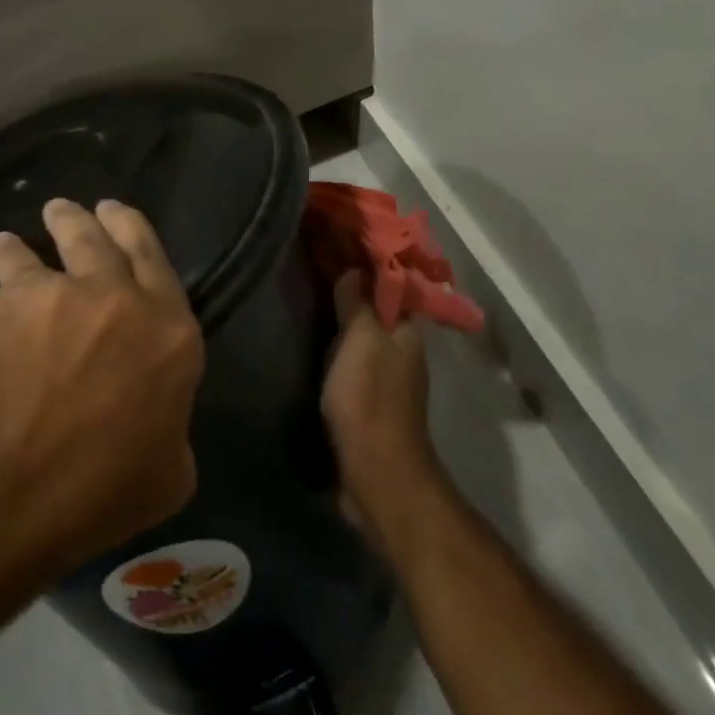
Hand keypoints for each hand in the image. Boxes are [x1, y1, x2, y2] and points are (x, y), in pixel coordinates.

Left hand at [0, 198, 205, 578]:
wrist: (3, 497)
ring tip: (6, 246)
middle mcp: (106, 298)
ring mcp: (41, 300)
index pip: (152, 255)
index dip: (131, 227)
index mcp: (163, 328)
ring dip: (15, 250)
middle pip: (90, 237)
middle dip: (75, 218)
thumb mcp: (169, 474)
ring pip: (26, 257)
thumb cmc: (99, 493)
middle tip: (60, 210)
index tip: (112, 210)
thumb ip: (168, 426)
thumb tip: (148, 416)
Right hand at [322, 271, 445, 541]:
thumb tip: (354, 268)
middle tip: (313, 265)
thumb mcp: (360, 341)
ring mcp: (386, 379)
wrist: (376, 474)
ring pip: (363, 336)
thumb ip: (356, 303)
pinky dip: (336, 346)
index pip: (389, 284)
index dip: (366, 262)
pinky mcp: (368, 403)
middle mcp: (401, 351)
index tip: (336, 240)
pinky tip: (312, 341)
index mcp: (406, 331)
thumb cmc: (369, 400)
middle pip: (376, 309)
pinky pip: (351, 361)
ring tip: (308, 296)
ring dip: (342, 318)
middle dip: (351, 288)